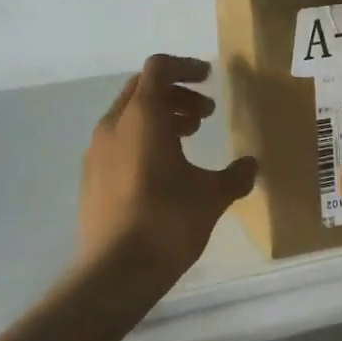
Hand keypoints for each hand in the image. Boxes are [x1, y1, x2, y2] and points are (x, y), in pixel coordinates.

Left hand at [77, 54, 257, 285]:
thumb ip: (235, 175)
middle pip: (143, 89)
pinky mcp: (90, 177)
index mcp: (143, 117)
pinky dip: (143, 139)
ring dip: (160, 117)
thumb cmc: (167, 222)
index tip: (209, 78)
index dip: (185, 67)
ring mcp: (96, 152)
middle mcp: (114, 125)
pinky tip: (164, 169)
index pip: (159, 68)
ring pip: (129, 116)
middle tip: (205, 113)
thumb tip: (251, 166)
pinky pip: (119, 141)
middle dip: (176, 94)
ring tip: (189, 137)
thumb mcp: (212, 196)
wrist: (114, 273)